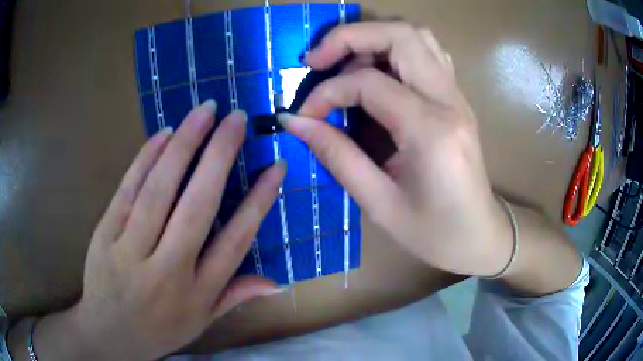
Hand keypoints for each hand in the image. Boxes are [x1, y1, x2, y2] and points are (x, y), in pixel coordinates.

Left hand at [29, 102, 286, 359]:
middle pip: (196, 206)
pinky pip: (127, 191)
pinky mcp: (105, 234)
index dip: (258, 202)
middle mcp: (167, 270)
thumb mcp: (201, 321)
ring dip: (183, 145)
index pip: (235, 241)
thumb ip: (236, 296)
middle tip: (236, 118)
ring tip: (204, 111)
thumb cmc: (159, 329)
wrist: (109, 335)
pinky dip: (145, 158)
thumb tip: (278, 283)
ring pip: (158, 190)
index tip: (276, 167)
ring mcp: (130, 249)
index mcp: (197, 292)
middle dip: (219, 156)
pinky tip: (163, 134)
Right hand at [279, 22, 512, 276]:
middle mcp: (449, 101)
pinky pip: (427, 53)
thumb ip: (336, 155)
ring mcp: (457, 95)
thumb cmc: (435, 233)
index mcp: (431, 131)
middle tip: (317, 61)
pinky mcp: (457, 98)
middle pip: (400, 35)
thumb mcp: (379, 204)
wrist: (480, 236)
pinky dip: (395, 49)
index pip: (368, 83)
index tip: (305, 115)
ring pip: (416, 36)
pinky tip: (378, 73)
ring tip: (345, 65)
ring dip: (374, 39)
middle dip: (349, 37)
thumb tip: (295, 121)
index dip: (327, 92)